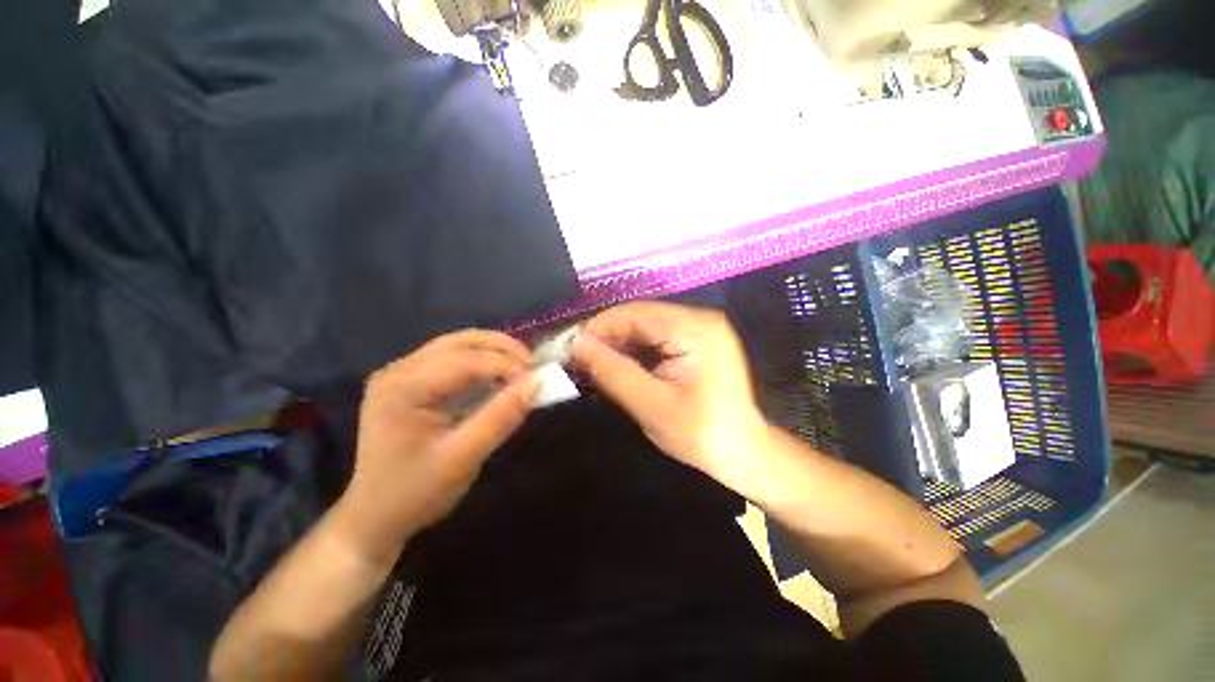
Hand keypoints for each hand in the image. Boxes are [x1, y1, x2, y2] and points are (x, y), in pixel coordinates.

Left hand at [338, 330, 538, 560]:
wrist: (374, 518)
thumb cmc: (416, 493)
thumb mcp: (463, 458)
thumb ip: (500, 418)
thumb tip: (536, 383)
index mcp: (403, 388)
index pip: (465, 360)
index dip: (506, 364)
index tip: (538, 378)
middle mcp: (398, 371)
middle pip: (460, 342)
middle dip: (502, 349)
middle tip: (533, 366)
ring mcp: (400, 374)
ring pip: (457, 344)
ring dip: (493, 351)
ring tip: (521, 367)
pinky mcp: (409, 381)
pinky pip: (452, 358)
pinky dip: (481, 361)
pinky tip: (498, 374)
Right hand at [572, 302, 769, 491]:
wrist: (744, 453)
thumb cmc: (701, 434)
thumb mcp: (651, 406)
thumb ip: (612, 372)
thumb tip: (577, 344)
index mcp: (695, 329)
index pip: (635, 313)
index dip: (599, 327)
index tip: (571, 348)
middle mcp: (700, 319)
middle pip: (640, 317)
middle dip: (608, 337)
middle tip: (579, 360)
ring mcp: (701, 329)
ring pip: (646, 327)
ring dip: (619, 344)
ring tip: (594, 365)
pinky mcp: (698, 341)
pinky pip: (657, 337)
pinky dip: (635, 351)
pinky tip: (620, 366)